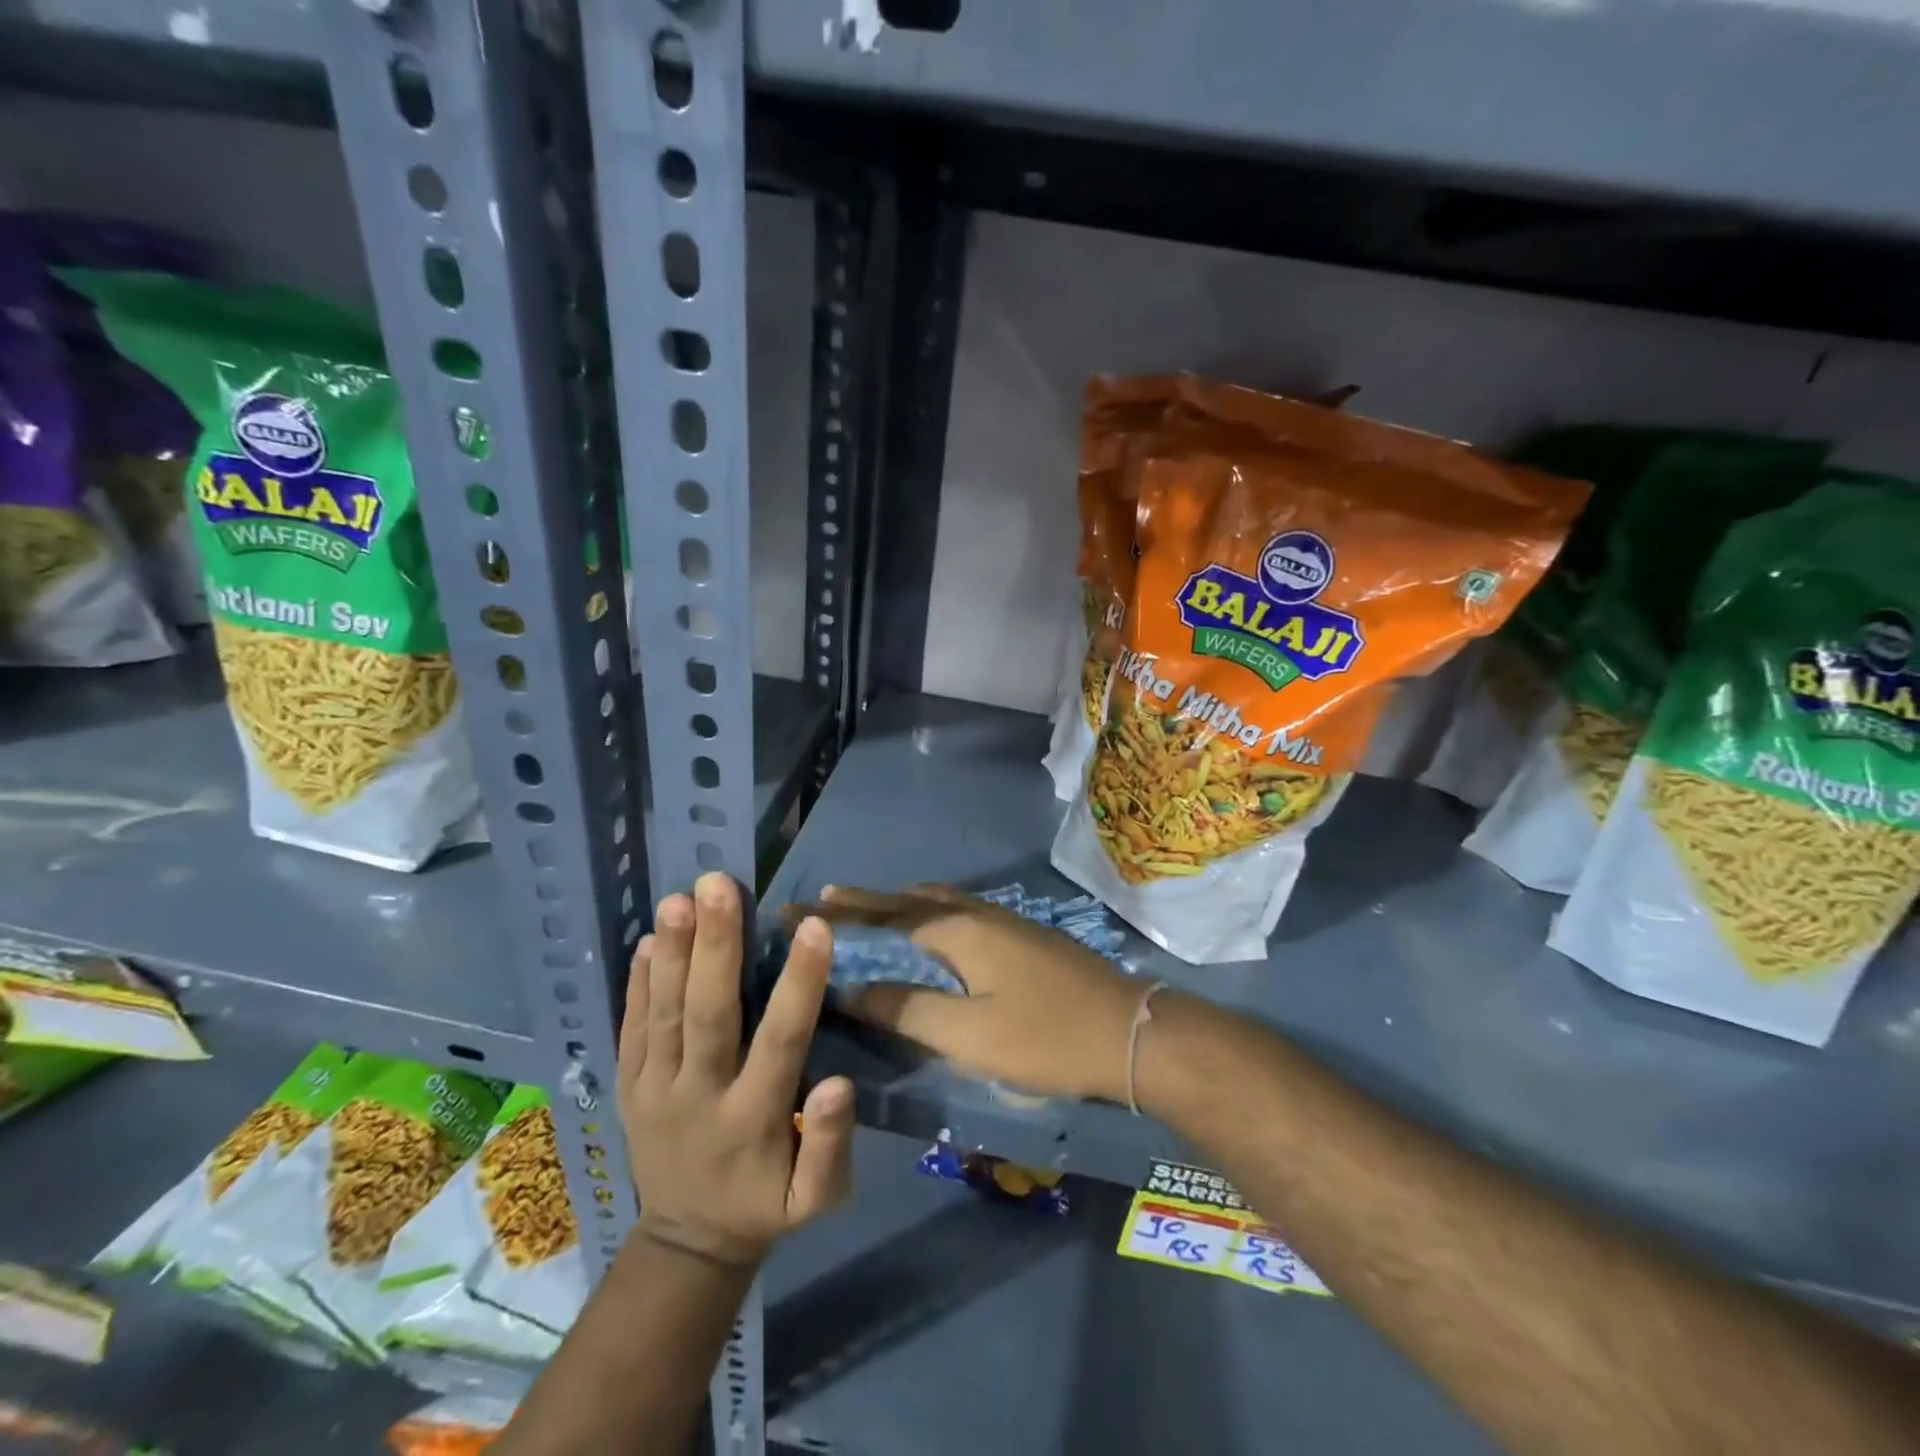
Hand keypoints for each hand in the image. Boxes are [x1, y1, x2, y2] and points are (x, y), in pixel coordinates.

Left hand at [618, 872, 855, 1266]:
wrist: (686, 1243)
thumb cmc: (765, 1205)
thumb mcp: (817, 1200)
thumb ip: (830, 1146)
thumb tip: (838, 1084)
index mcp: (752, 1121)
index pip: (780, 1042)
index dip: (798, 985)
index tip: (815, 926)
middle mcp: (699, 1097)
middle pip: (707, 1016)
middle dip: (715, 947)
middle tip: (718, 885)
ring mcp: (654, 1090)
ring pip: (663, 1014)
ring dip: (672, 953)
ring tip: (678, 898)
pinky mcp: (627, 1087)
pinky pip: (630, 1029)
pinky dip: (637, 984)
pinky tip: (646, 940)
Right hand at [798, 885, 1149, 1103]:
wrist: (1131, 1031)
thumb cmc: (1045, 1036)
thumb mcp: (968, 1034)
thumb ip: (907, 1008)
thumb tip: (849, 988)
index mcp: (955, 930)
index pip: (881, 916)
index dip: (836, 915)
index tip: (795, 906)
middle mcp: (974, 913)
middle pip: (905, 901)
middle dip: (861, 902)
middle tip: (820, 900)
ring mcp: (1001, 921)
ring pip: (934, 902)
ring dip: (896, 904)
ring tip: (865, 907)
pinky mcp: (1019, 936)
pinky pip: (956, 911)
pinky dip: (927, 912)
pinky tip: (930, 926)